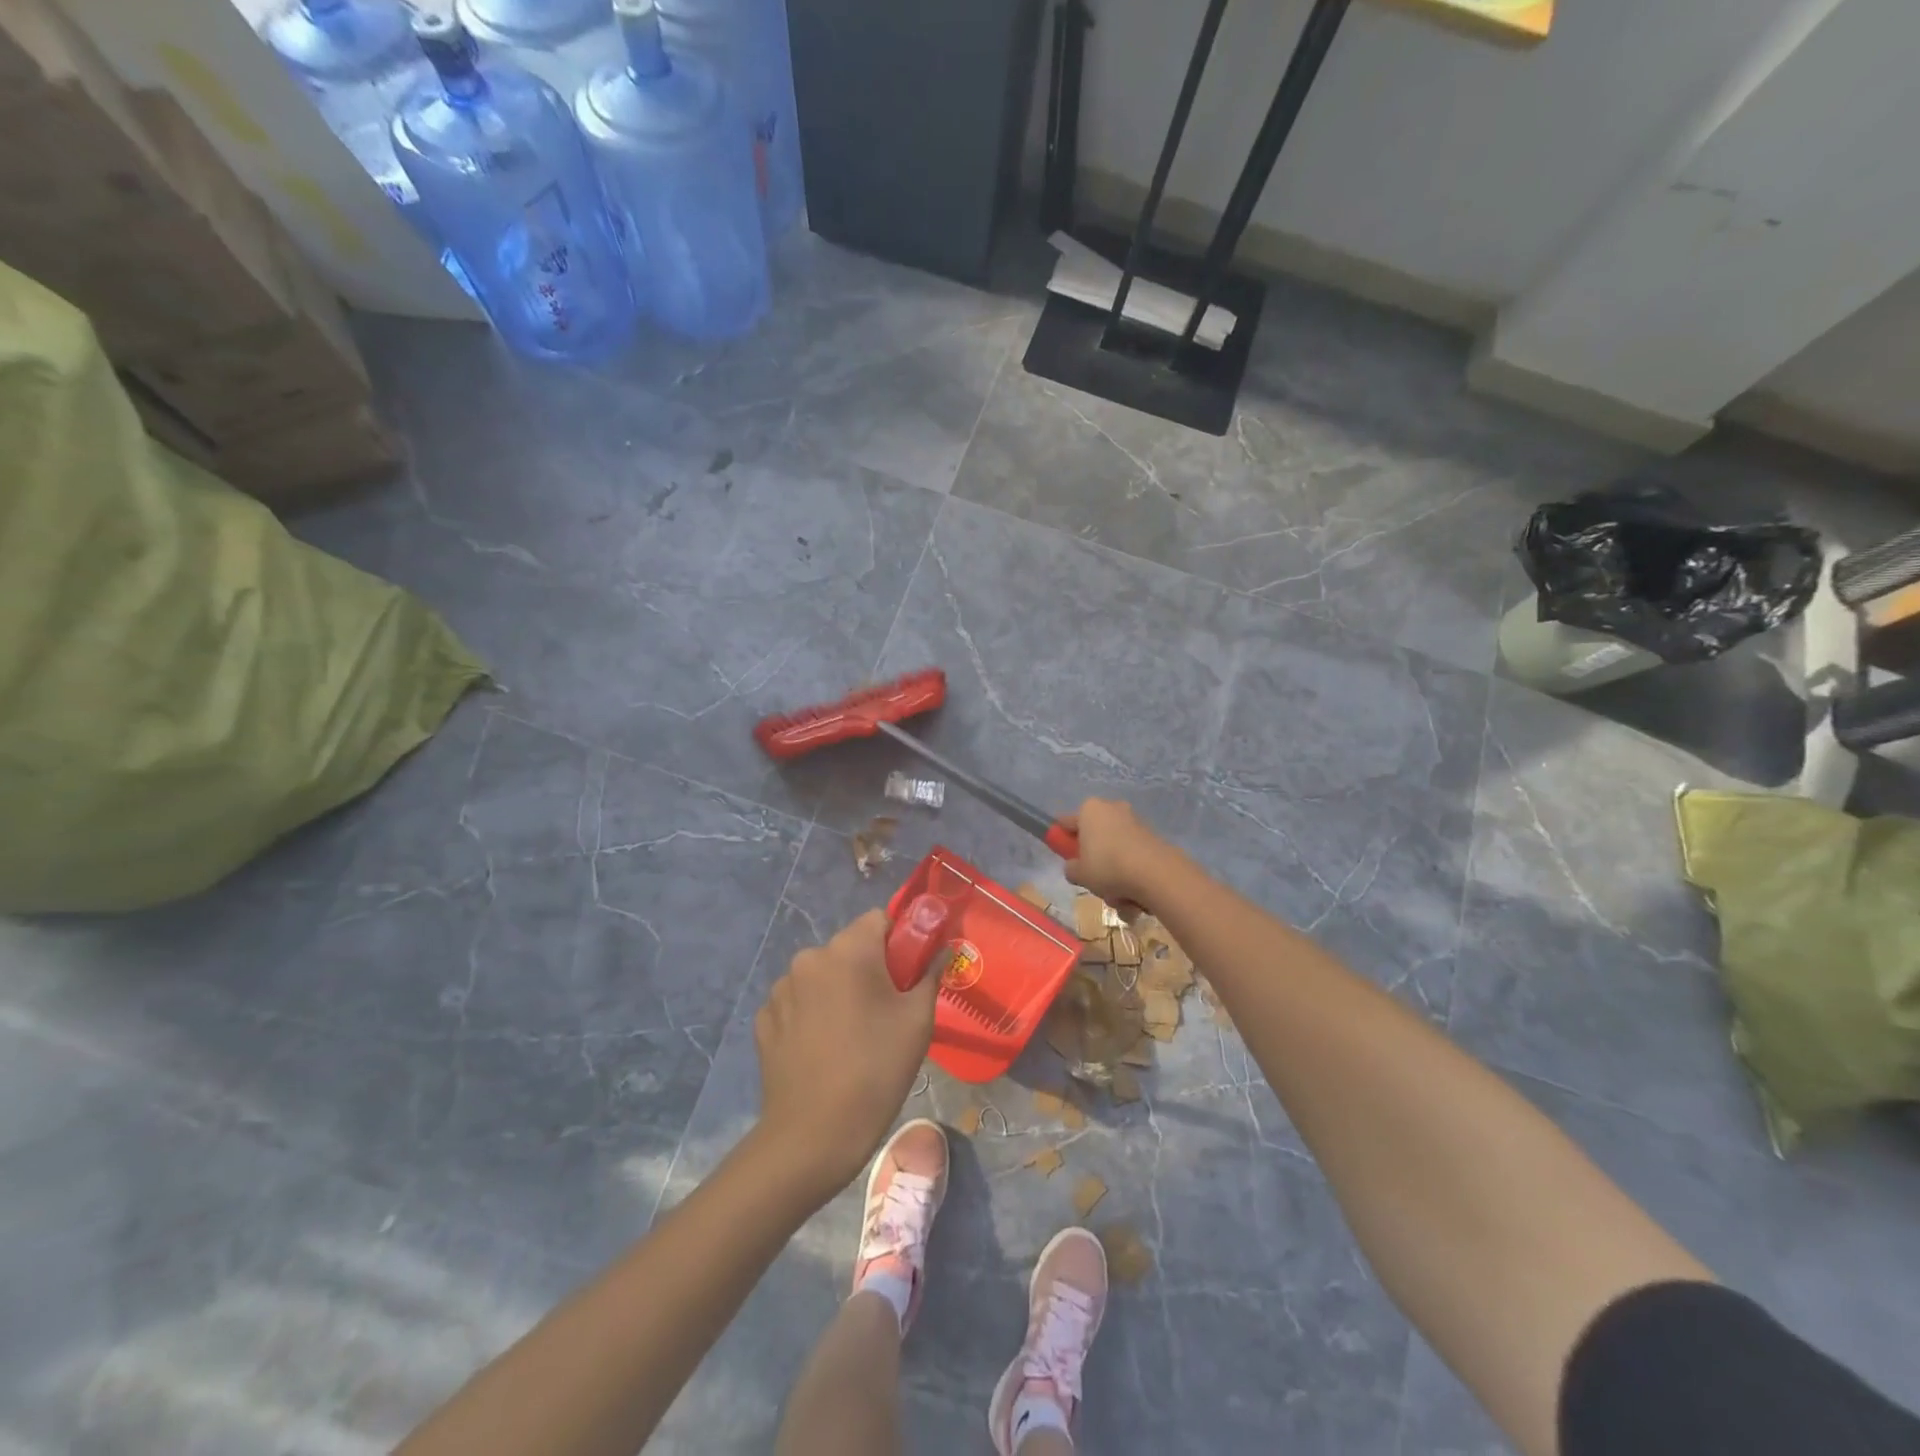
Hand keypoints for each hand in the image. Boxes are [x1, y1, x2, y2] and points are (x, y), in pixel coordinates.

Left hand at [754, 909, 937, 1197]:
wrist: (812, 1136)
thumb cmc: (875, 1071)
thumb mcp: (917, 1022)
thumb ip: (931, 975)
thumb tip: (942, 949)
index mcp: (848, 950)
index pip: (879, 920)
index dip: (899, 942)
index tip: (908, 976)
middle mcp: (809, 958)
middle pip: (849, 948)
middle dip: (869, 969)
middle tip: (886, 1012)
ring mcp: (781, 989)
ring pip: (822, 975)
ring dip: (838, 991)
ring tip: (851, 1037)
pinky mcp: (764, 1019)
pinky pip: (798, 1002)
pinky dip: (812, 1014)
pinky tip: (822, 1050)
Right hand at [1060, 798, 1175, 909]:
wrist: (1155, 874)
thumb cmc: (1107, 867)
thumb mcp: (1079, 873)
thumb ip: (1071, 868)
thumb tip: (1075, 867)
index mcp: (1090, 809)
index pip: (1067, 822)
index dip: (1063, 840)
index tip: (1066, 858)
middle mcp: (1112, 808)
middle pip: (1095, 837)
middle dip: (1095, 861)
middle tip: (1093, 881)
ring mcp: (1135, 822)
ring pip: (1115, 852)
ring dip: (1115, 875)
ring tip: (1117, 898)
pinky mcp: (1153, 838)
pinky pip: (1134, 858)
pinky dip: (1132, 876)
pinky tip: (1134, 898)